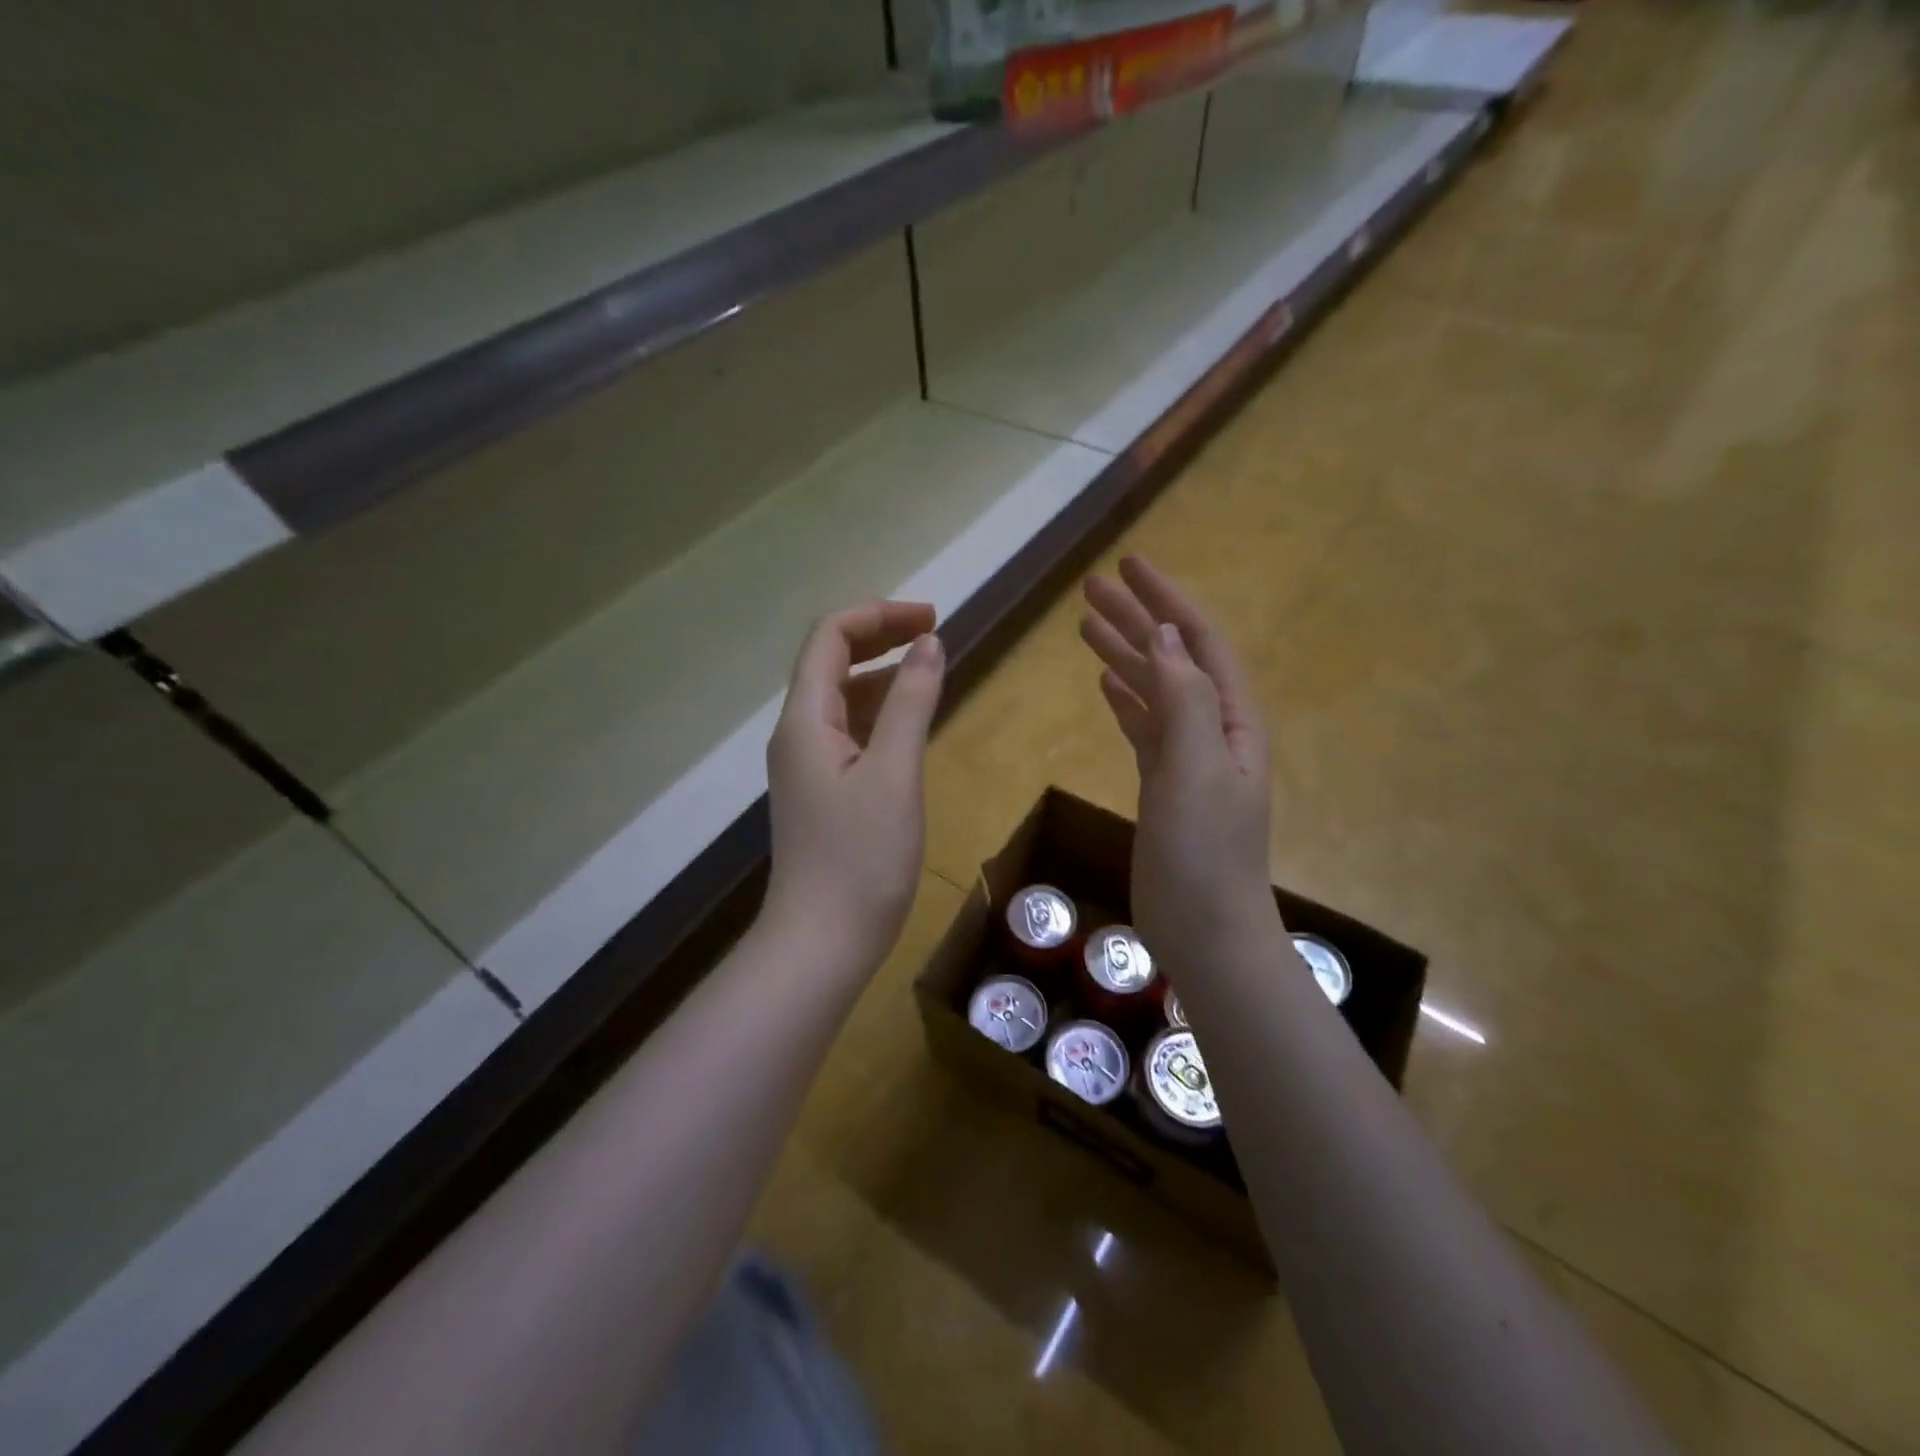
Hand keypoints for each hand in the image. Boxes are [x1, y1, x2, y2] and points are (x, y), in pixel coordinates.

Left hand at [764, 602, 945, 974]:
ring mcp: (807, 765)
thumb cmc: (861, 859)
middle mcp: (797, 734)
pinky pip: (849, 733)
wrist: (822, 943)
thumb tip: (930, 643)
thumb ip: (912, 703)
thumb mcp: (895, 773)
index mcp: (805, 720)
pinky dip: (880, 714)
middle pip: (831, 662)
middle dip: (881, 638)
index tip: (932, 620)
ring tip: (931, 670)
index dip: (879, 616)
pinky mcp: (822, 792)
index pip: (830, 638)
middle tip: (935, 635)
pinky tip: (910, 724)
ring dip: (882, 675)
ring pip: (842, 699)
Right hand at [1080, 557, 1273, 963]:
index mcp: (1231, 720)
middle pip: (1172, 659)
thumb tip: (1165, 634)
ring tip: (1086, 624)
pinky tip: (1105, 684)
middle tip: (1091, 588)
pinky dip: (1125, 700)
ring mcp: (1187, 759)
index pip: (1198, 642)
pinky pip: (1143, 727)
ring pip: (1153, 690)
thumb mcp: (1197, 768)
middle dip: (1136, 619)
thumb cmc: (1205, 852)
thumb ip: (1183, 699)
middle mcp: (1213, 730)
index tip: (1129, 565)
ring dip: (1123, 654)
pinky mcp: (1163, 785)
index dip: (1166, 601)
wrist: (1204, 929)